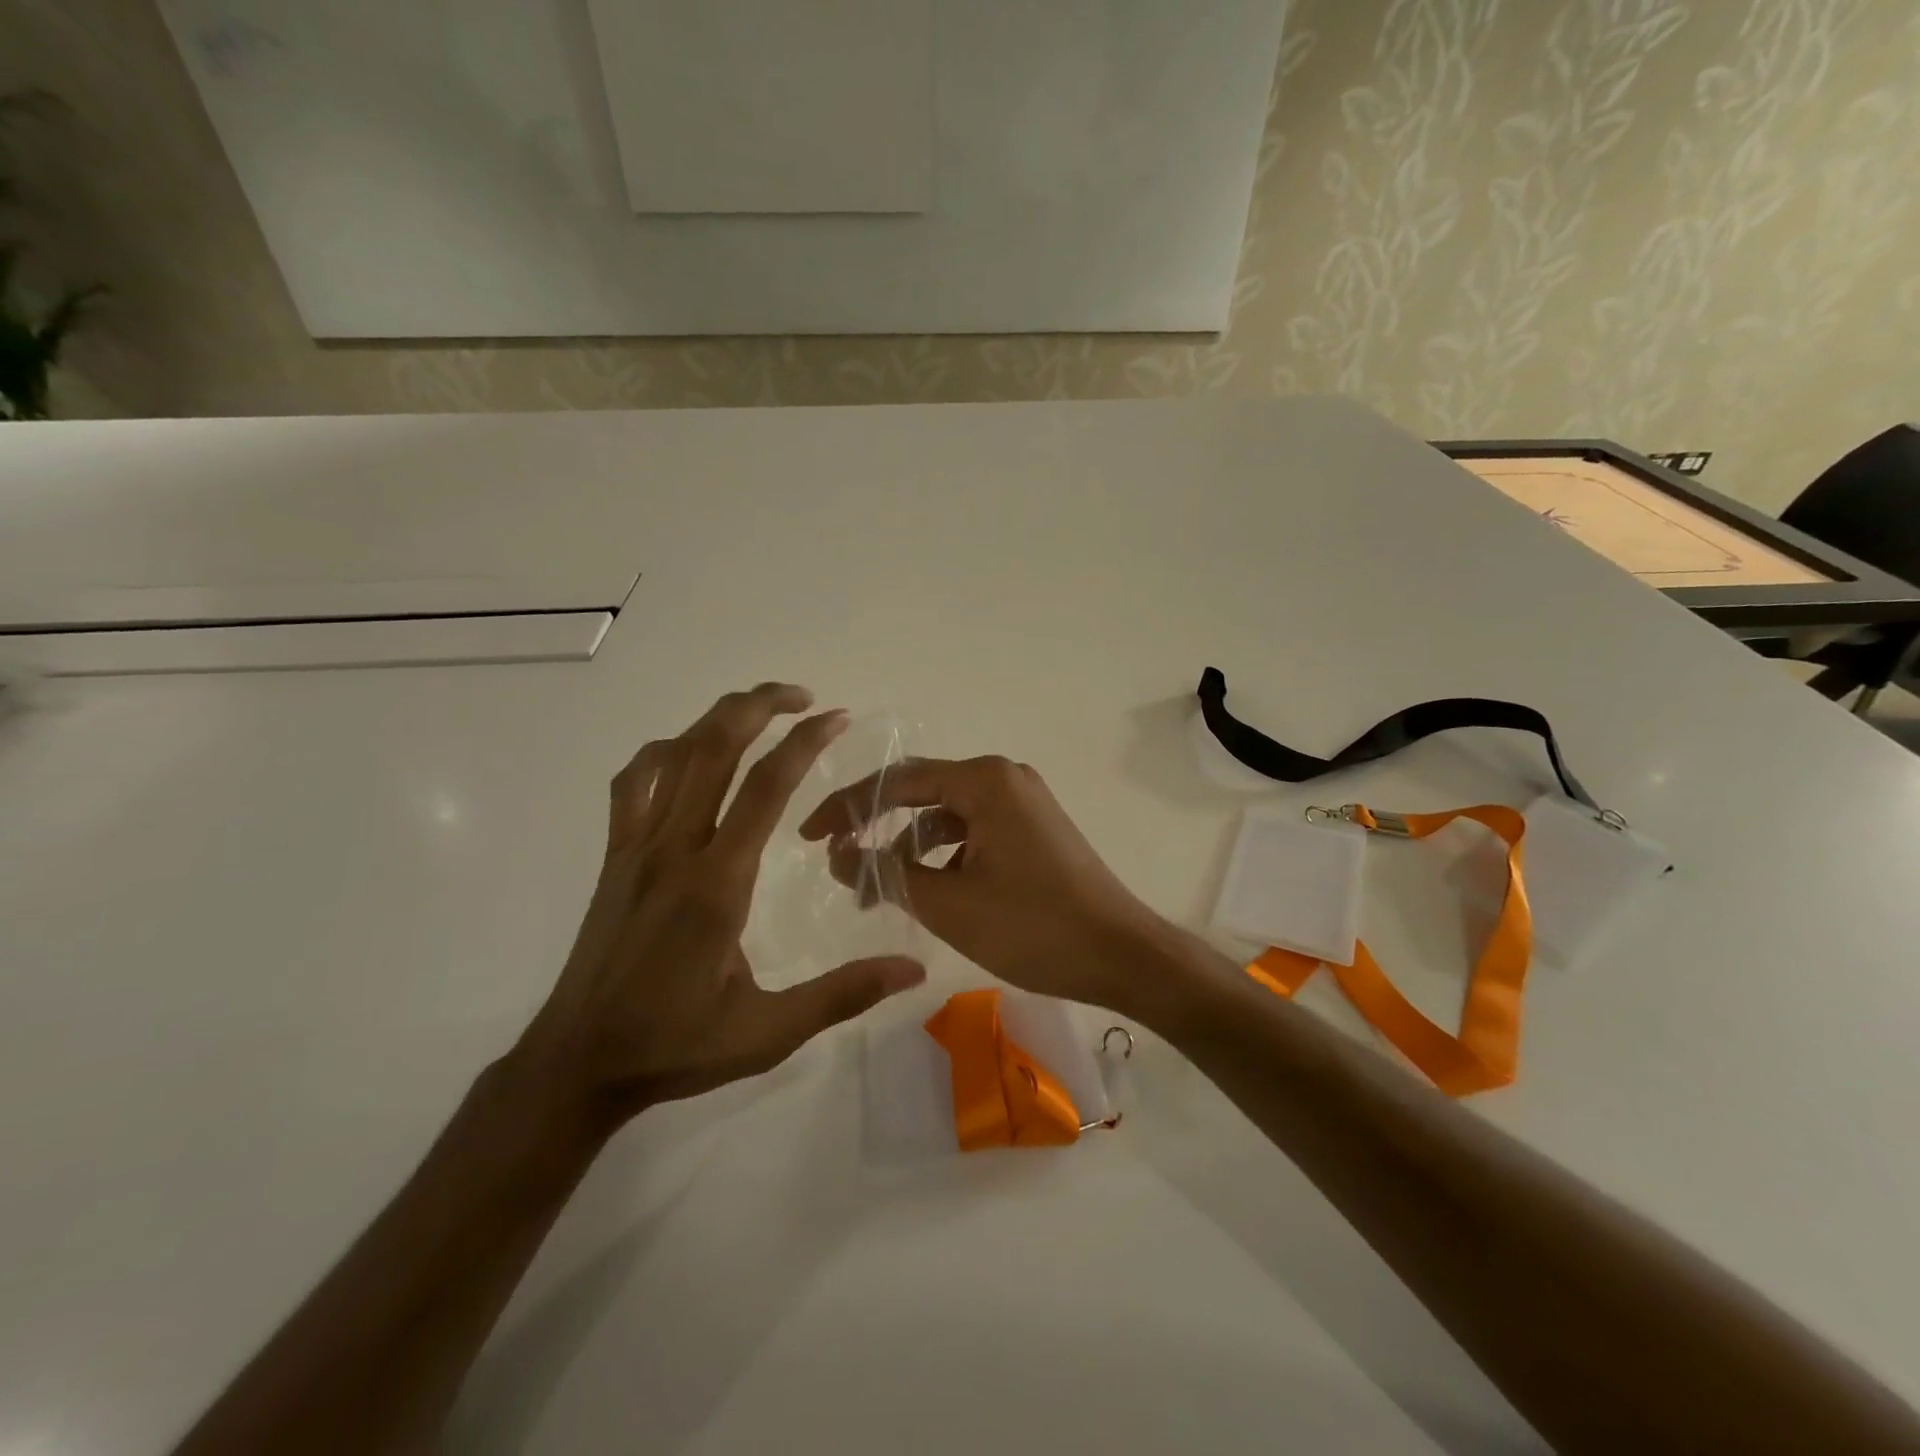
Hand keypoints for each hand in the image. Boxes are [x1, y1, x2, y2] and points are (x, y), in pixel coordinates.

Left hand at [515, 683, 926, 1130]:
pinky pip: (634, 782)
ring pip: (673, 755)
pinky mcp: (615, 857)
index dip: (805, 743)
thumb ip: (843, 994)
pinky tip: (689, 755)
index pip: (765, 787)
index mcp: (717, 883)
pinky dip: (664, 751)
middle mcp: (674, 849)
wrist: (577, 1063)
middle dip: (760, 706)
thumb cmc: (676, 1045)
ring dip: (717, 719)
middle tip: (804, 697)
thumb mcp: (769, 1032)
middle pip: (714, 748)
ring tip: (758, 710)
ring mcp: (637, 848)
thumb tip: (913, 967)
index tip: (838, 718)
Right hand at [798, 756, 1172, 1017]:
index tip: (809, 837)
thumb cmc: (1032, 927)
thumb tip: (838, 855)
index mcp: (984, 780)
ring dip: (910, 849)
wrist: (1123, 955)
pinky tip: (929, 891)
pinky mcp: (1033, 829)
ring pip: (948, 817)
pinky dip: (944, 857)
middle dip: (876, 828)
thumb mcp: (947, 904)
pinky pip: (974, 832)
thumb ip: (886, 873)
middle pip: (922, 794)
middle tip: (838, 861)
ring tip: (879, 892)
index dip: (847, 808)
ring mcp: (1023, 802)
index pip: (898, 782)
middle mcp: (1004, 778)